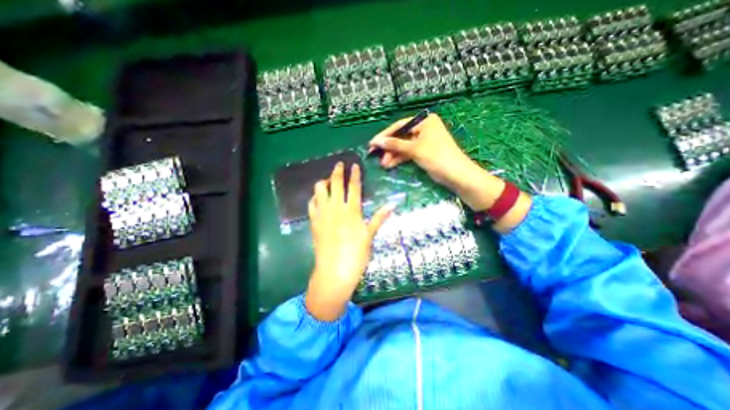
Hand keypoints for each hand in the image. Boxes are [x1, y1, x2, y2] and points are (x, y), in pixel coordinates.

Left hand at [305, 162, 390, 321]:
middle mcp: (336, 207)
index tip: (354, 165)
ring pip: (319, 190)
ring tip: (328, 181)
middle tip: (339, 164)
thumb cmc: (356, 254)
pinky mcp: (313, 221)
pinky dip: (315, 197)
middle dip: (337, 171)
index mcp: (352, 210)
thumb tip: (393, 205)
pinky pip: (311, 203)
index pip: (353, 187)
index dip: (354, 174)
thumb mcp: (370, 235)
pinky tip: (318, 198)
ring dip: (324, 182)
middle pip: (335, 183)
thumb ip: (379, 217)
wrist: (334, 270)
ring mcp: (322, 213)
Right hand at [368, 114, 475, 186]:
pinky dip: (400, 158)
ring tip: (383, 165)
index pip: (400, 126)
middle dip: (389, 148)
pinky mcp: (423, 152)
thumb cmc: (436, 156)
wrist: (455, 174)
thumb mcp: (414, 149)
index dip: (385, 135)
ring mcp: (423, 141)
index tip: (372, 144)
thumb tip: (377, 142)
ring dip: (393, 155)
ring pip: (403, 146)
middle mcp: (424, 128)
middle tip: (375, 156)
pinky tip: (390, 164)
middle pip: (401, 137)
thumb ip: (395, 144)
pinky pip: (408, 153)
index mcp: (424, 121)